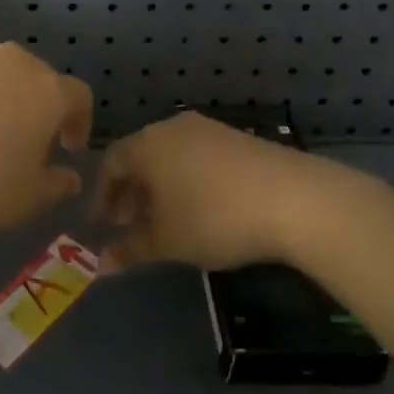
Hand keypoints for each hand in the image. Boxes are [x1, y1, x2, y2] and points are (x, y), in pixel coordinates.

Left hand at [0, 42, 91, 246]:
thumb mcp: (23, 203)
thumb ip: (55, 185)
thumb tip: (69, 175)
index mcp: (46, 91)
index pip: (78, 97)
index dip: (79, 123)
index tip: (68, 149)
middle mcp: (9, 61)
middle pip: (34, 78)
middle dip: (34, 107)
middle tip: (21, 144)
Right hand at [91, 112, 360, 270]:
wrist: (293, 198)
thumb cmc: (214, 218)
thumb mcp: (168, 241)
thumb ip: (131, 249)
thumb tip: (100, 265)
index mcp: (147, 144)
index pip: (111, 162)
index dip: (102, 194)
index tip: (100, 224)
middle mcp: (172, 128)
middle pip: (140, 156)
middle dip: (130, 192)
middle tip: (127, 224)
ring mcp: (208, 129)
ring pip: (169, 156)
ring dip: (159, 187)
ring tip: (164, 220)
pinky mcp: (236, 138)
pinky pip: (196, 156)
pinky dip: (185, 180)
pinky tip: (199, 208)